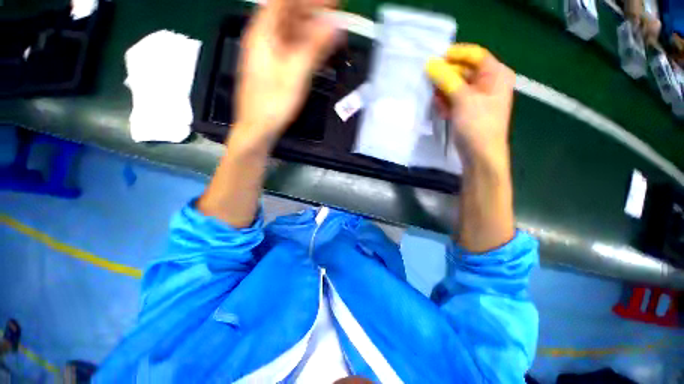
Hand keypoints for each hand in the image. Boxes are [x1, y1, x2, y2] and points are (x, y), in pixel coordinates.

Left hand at [233, 0, 339, 146]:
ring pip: (290, 32)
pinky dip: (305, 46)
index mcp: (263, 33)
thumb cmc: (274, 103)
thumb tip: (335, 25)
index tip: (332, 2)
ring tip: (331, 30)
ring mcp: (267, 54)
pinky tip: (318, 49)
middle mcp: (263, 38)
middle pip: (288, 15)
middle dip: (312, 11)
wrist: (258, 127)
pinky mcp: (272, 67)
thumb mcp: (296, 73)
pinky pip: (290, 48)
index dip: (308, 0)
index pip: (285, 2)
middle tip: (335, 13)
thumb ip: (315, 47)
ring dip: (310, 29)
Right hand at [426, 44, 514, 169]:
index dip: (455, 55)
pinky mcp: (467, 110)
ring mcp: (477, 98)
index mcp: (496, 74)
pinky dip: (446, 104)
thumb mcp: (463, 99)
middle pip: (463, 71)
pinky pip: (453, 100)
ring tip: (436, 102)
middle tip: (430, 83)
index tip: (435, 59)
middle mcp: (488, 83)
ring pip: (455, 87)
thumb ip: (447, 80)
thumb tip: (430, 64)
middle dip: (446, 78)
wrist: (480, 155)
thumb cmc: (478, 125)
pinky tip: (442, 112)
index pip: (475, 55)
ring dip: (444, 93)